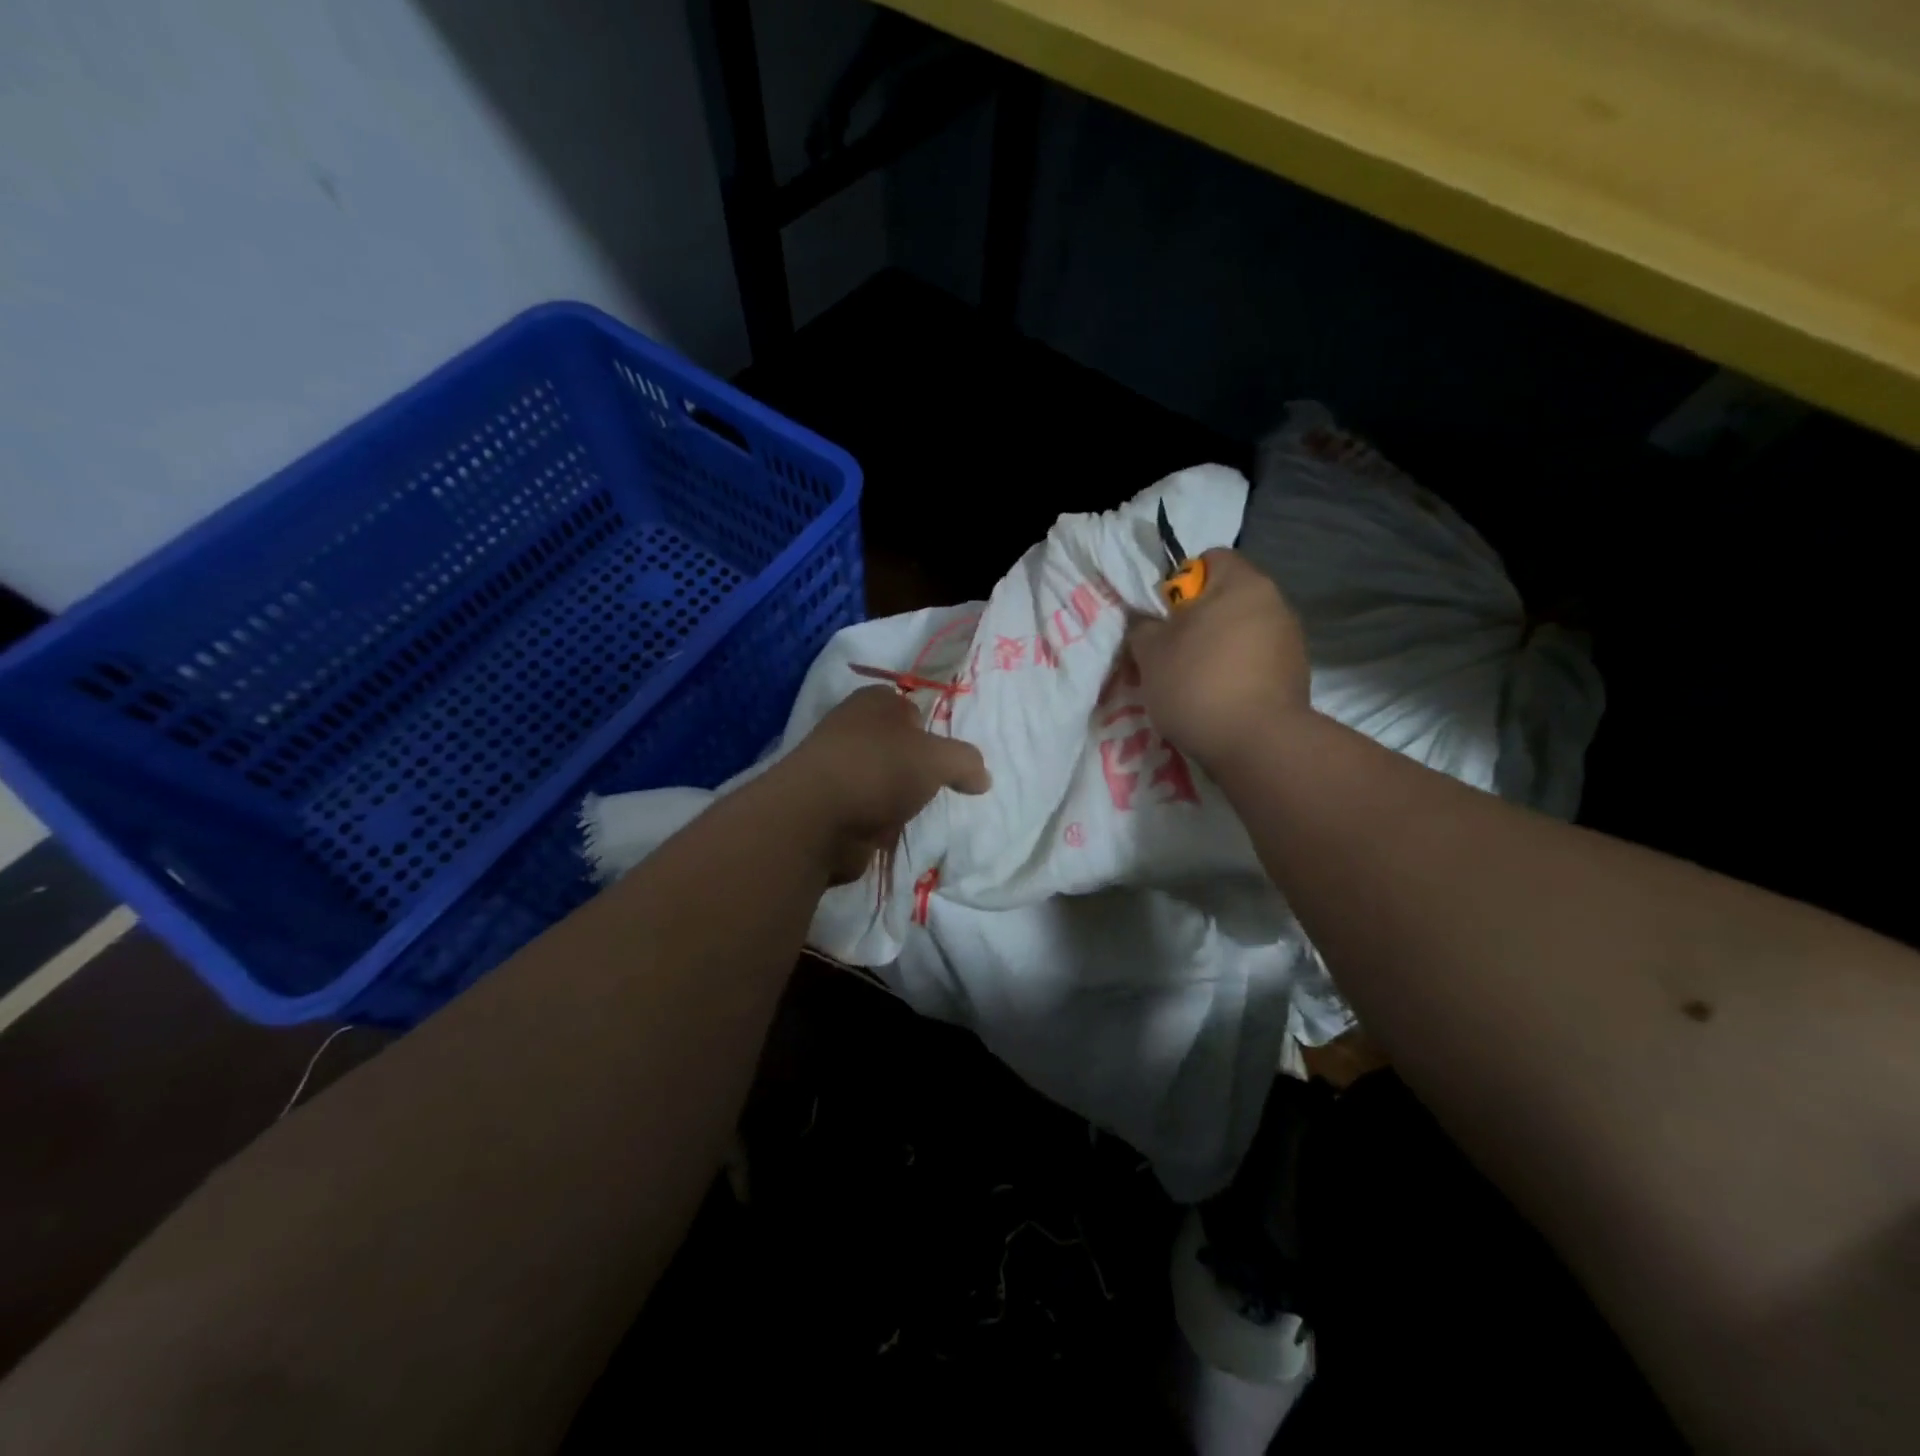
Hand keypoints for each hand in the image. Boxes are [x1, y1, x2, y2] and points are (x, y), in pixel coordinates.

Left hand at [778, 686, 991, 882]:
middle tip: (938, 787)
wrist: (816, 819)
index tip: (946, 756)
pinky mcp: (828, 805)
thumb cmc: (879, 770)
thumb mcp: (938, 759)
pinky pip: (866, 810)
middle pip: (895, 745)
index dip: (930, 728)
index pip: (909, 706)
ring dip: (897, 797)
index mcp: (873, 701)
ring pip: (880, 779)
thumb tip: (983, 778)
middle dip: (915, 767)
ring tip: (917, 813)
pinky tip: (892, 831)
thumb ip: (966, 762)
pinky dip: (879, 821)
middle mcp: (850, 727)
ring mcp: (835, 767)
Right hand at [1126, 549, 1311, 769]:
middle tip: (1169, 653)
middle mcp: (1275, 602)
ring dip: (1216, 649)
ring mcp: (1290, 640)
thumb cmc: (1198, 683)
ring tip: (1193, 683)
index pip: (1208, 559)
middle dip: (1196, 621)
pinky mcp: (1296, 675)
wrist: (1258, 744)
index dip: (1178, 583)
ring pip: (1240, 632)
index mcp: (1242, 582)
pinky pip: (1255, 662)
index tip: (1162, 617)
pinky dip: (1236, 673)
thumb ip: (1143, 626)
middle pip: (1226, 598)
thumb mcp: (1150, 652)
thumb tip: (1148, 621)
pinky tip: (1218, 700)